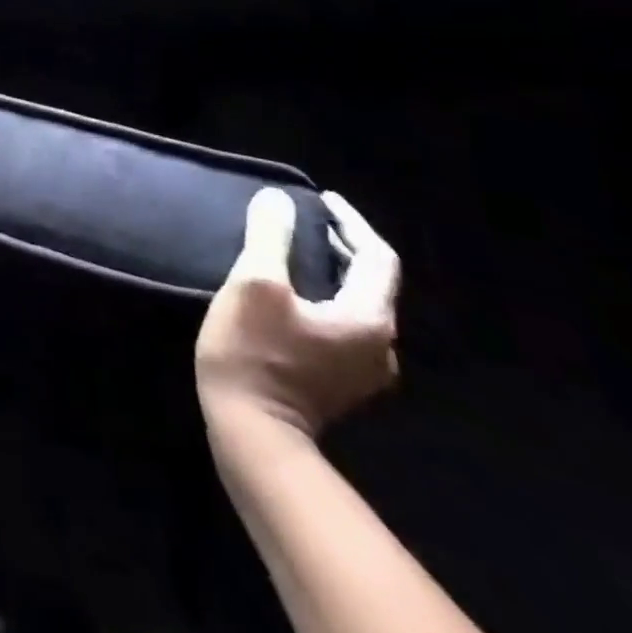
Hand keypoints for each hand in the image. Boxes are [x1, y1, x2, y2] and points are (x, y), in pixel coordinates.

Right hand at [195, 189, 399, 440]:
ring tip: (296, 249)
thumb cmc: (255, 353)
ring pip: (355, 305)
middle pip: (370, 282)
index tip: (321, 199)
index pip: (376, 257)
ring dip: (331, 272)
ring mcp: (362, 370)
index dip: (351, 222)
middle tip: (304, 220)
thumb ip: (270, 236)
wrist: (252, 433)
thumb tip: (278, 200)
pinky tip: (293, 294)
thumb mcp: (255, 283)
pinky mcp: (339, 383)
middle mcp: (379, 346)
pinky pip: (342, 325)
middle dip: (341, 245)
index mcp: (368, 319)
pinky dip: (324, 298)